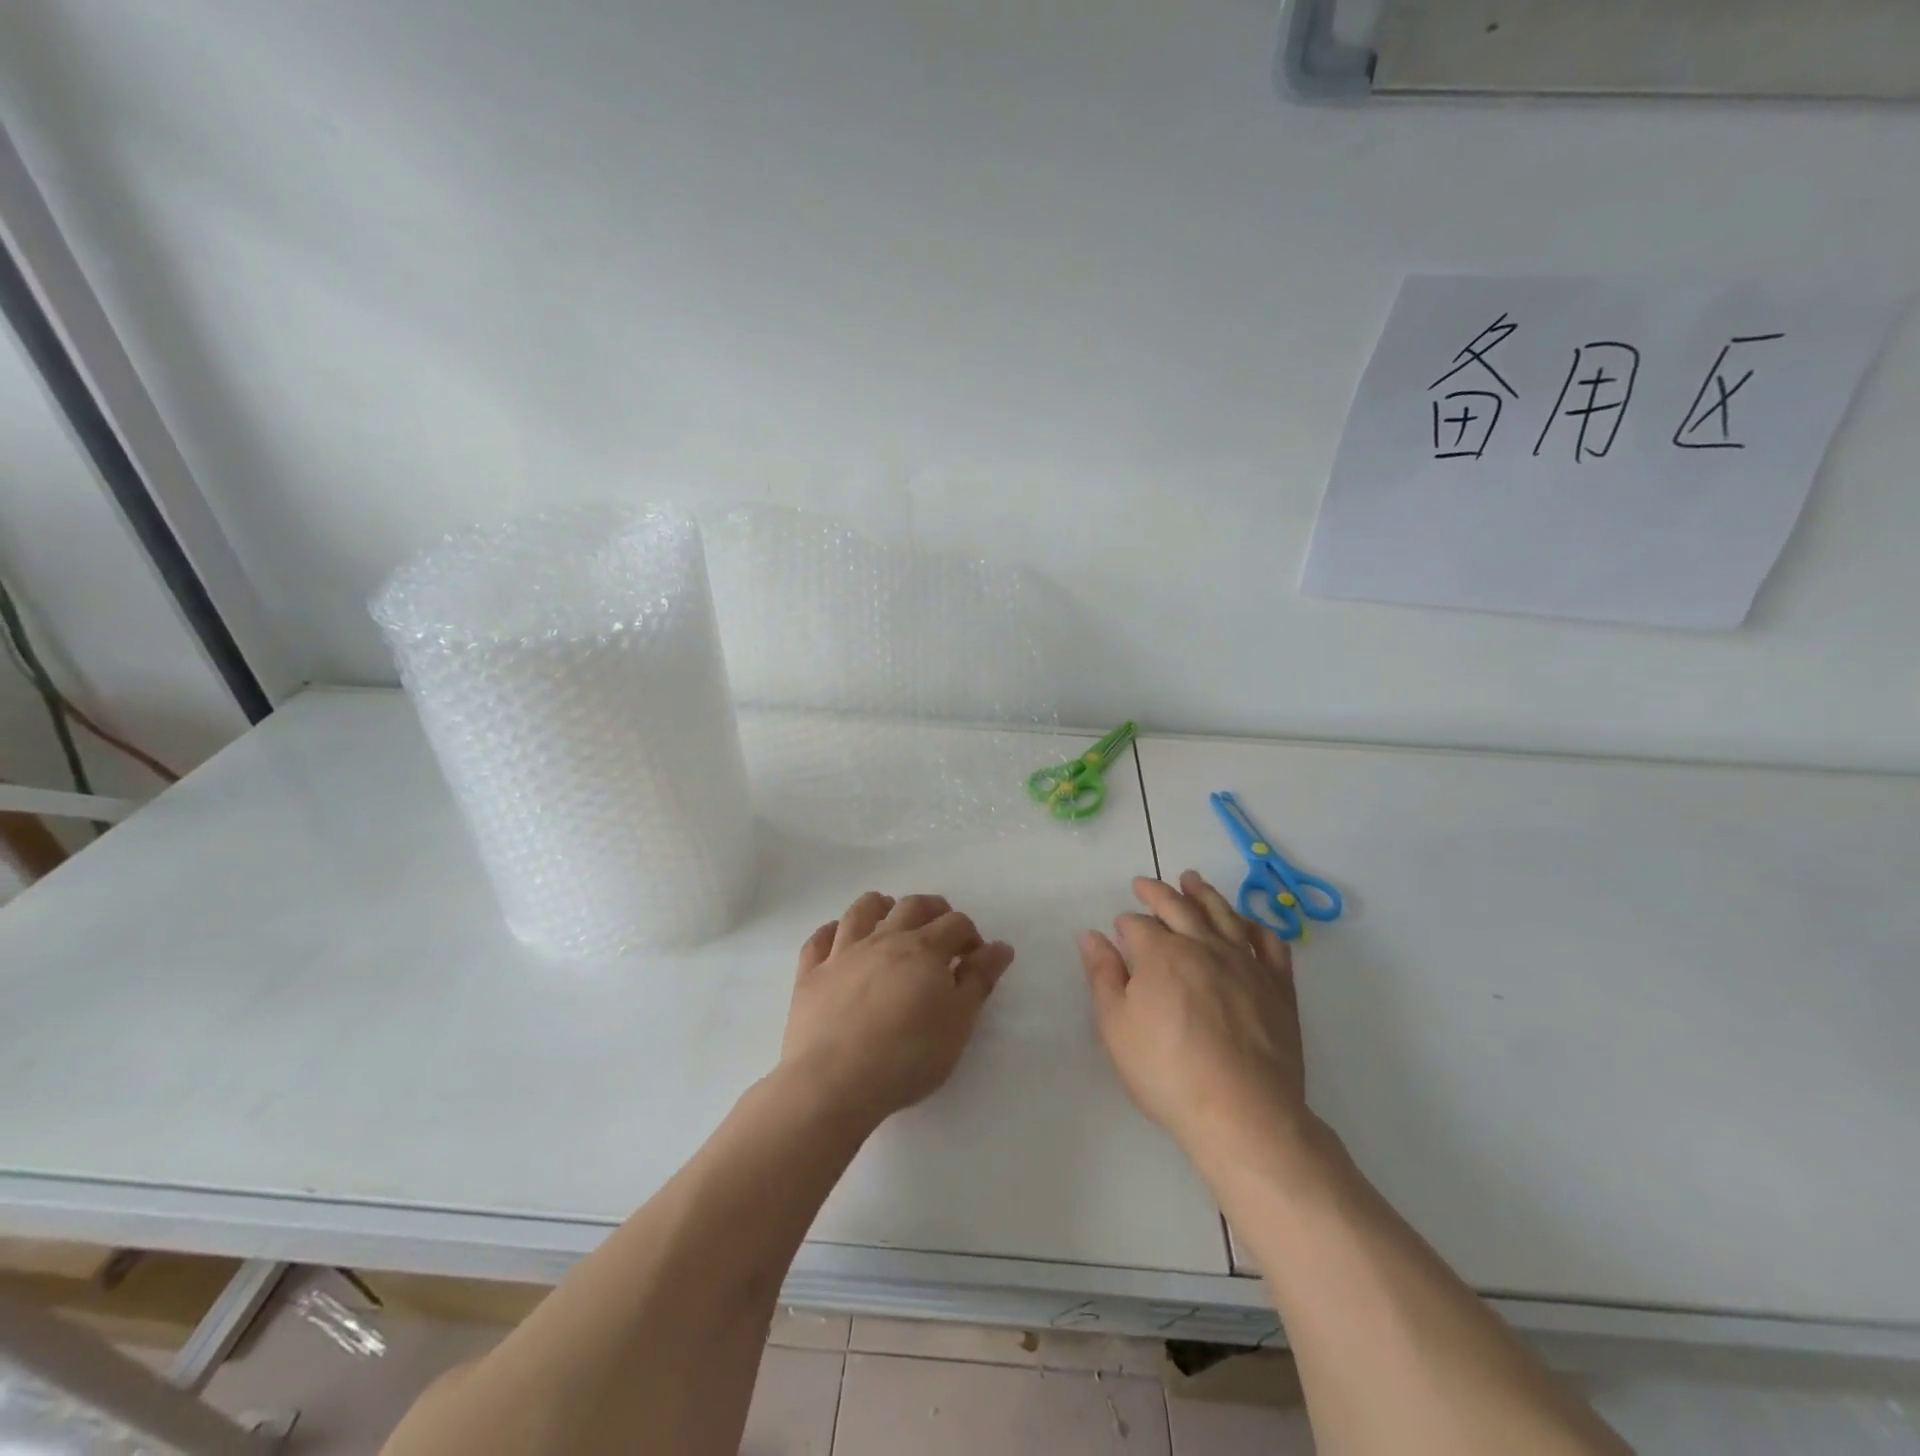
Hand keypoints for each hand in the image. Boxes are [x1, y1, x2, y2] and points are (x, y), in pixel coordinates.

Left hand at [779, 892, 1014, 1126]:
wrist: (834, 1082)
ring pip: (861, 911)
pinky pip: (819, 939)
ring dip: (880, 906)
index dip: (970, 935)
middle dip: (932, 910)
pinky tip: (838, 938)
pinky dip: (831, 932)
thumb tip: (1000, 947)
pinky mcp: (810, 974)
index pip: (955, 924)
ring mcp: (842, 954)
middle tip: (940, 929)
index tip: (975, 958)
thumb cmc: (907, 1056)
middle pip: (911, 906)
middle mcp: (883, 940)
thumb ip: (978, 981)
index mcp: (924, 950)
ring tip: (889, 914)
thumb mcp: (958, 1024)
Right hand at [1079, 871, 1311, 1170]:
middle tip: (1145, 883)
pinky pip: (1269, 944)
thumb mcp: (1116, 1026)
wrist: (1242, 1113)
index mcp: (1161, 953)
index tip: (1119, 928)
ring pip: (1223, 914)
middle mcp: (1203, 946)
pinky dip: (1255, 927)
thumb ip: (1103, 975)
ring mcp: (1245, 963)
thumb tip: (1090, 935)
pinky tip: (1247, 924)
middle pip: (1179, 906)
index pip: (1139, 925)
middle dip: (1158, 892)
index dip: (1126, 924)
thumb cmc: (1167, 1072)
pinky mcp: (1278, 987)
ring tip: (1192, 880)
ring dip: (1204, 893)